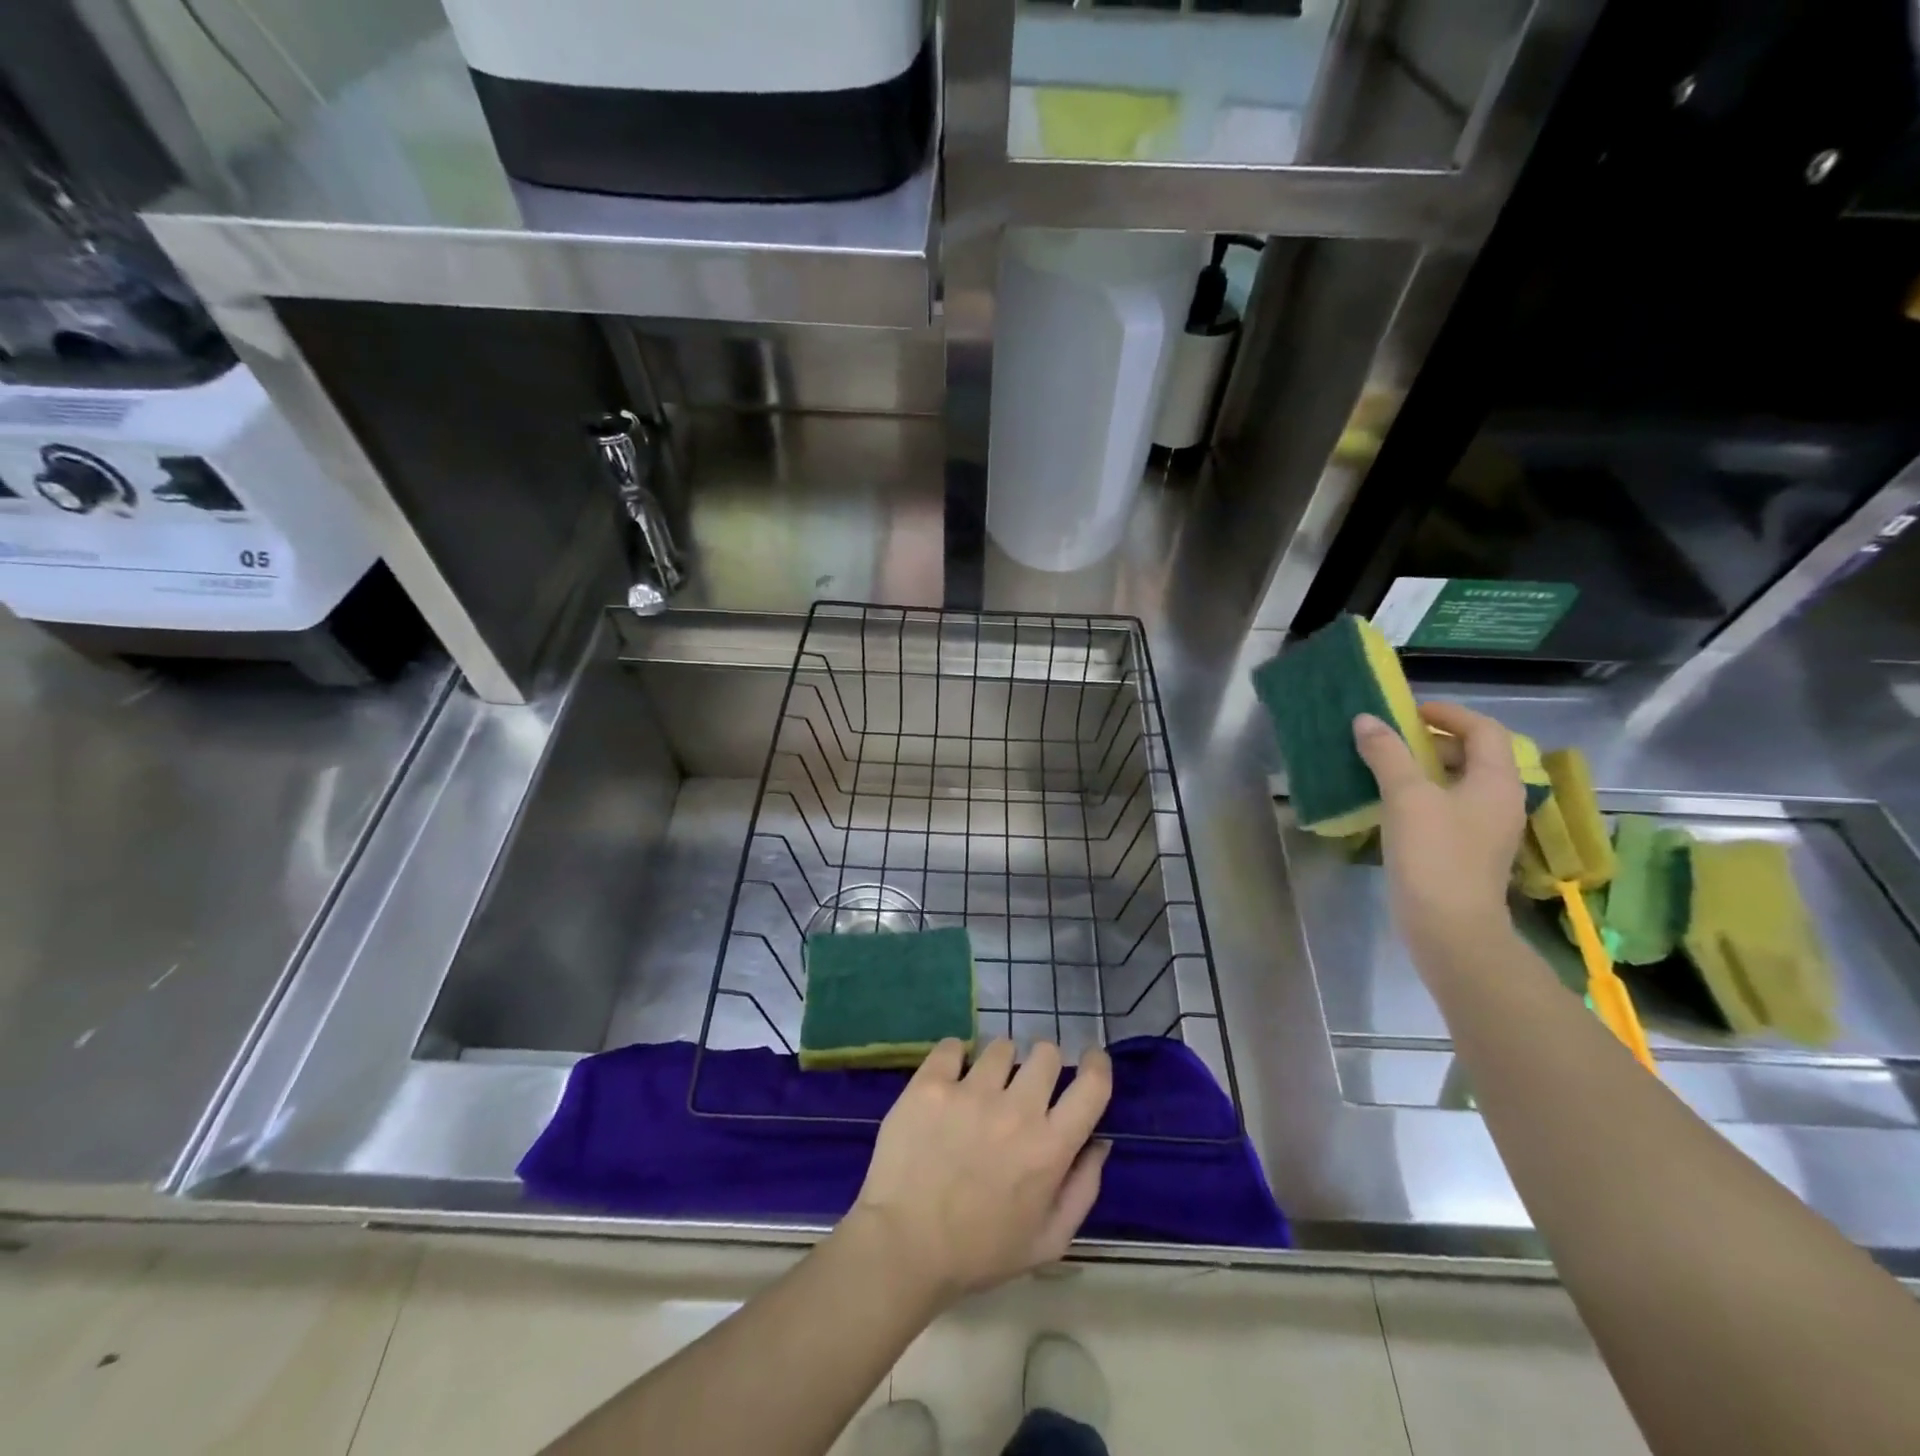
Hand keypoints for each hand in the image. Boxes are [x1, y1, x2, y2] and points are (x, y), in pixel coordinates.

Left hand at [844, 1039, 1111, 1307]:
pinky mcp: (931, 1085)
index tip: (1090, 1059)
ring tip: (981, 1088)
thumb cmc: (980, 1252)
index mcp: (1050, 1148)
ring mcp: (971, 1092)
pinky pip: (952, 1047)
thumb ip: (1083, 1188)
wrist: (904, 1247)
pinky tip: (948, 1080)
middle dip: (1043, 1064)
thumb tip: (1099, 1141)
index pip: (1092, 1085)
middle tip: (1025, 1086)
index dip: (1097, 1064)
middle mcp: (1016, 1110)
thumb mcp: (1048, 1241)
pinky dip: (954, 1058)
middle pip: (1046, 1052)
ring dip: (998, 1063)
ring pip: (1000, 1047)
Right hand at [1353, 702, 1525, 961]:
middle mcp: (1498, 801)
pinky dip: (1418, 797)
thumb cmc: (1434, 854)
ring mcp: (1483, 829)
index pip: (1482, 730)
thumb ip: (1387, 753)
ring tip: (1380, 768)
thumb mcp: (1407, 797)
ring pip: (1455, 783)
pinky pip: (1444, 808)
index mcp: (1497, 781)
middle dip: (1429, 741)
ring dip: (1420, 769)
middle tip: (1387, 740)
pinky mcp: (1464, 851)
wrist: (1449, 928)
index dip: (1447, 714)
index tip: (1407, 712)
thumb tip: (1366, 720)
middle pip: (1471, 755)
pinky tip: (1387, 806)